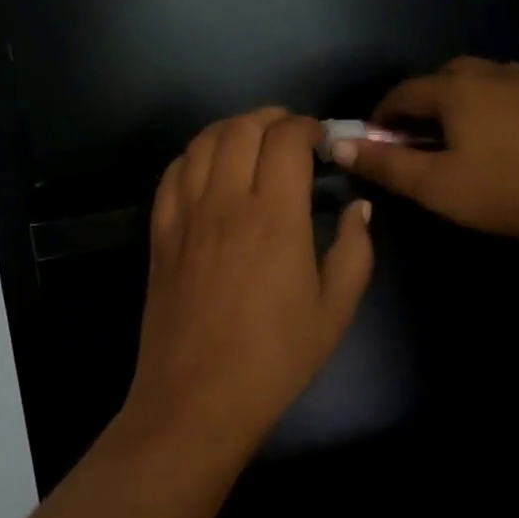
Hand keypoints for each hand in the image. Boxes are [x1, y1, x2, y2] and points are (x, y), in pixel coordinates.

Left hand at [126, 108, 374, 453]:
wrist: (197, 398)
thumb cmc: (275, 358)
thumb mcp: (335, 310)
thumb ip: (354, 250)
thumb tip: (359, 208)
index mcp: (274, 216)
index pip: (286, 139)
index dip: (306, 126)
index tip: (320, 140)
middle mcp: (225, 201)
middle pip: (242, 129)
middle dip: (271, 119)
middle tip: (291, 135)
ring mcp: (185, 214)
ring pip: (202, 142)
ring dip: (231, 129)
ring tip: (252, 142)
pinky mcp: (160, 233)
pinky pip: (172, 173)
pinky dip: (194, 155)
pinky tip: (209, 168)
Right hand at [331, 57, 518, 252]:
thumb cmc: (509, 190)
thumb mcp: (437, 186)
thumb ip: (384, 166)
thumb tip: (338, 145)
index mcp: (454, 89)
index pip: (401, 94)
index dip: (380, 118)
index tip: (372, 144)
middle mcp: (489, 73)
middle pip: (439, 80)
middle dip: (418, 107)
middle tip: (412, 144)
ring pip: (476, 83)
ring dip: (454, 105)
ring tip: (453, 142)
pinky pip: (506, 94)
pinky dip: (486, 109)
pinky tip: (497, 142)